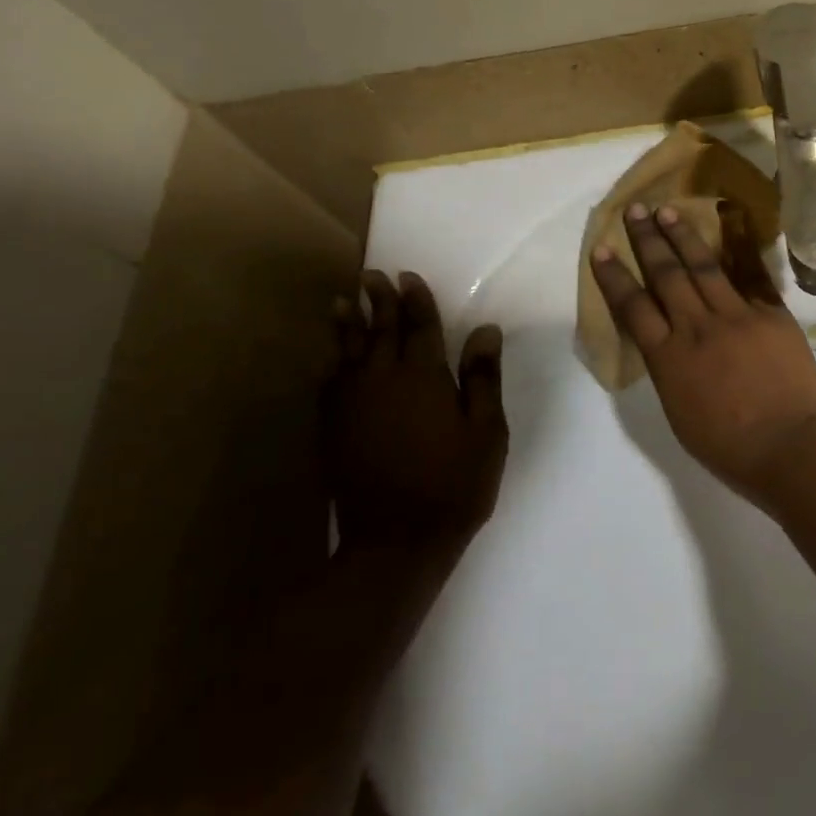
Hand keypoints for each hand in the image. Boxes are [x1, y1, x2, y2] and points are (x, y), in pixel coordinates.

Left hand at [324, 271, 507, 564]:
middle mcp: (382, 380)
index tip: (408, 275)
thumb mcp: (486, 430)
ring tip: (343, 301)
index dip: (416, 299)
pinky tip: (331, 355)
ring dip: (348, 324)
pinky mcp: (333, 428)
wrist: (397, 540)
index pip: (420, 326)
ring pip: (348, 352)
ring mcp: (352, 404)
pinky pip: (330, 382)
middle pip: (381, 331)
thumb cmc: (454, 482)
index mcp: (424, 377)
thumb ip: (482, 377)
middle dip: (380, 301)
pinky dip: (331, 361)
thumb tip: (485, 330)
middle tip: (373, 275)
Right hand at [590, 202, 815, 498]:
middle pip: (666, 275)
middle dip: (647, 240)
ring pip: (703, 266)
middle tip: (635, 210)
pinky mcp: (772, 314)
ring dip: (683, 236)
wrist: (792, 447)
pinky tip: (728, 228)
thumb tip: (669, 346)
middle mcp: (698, 327)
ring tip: (668, 210)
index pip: (633, 307)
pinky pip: (750, 276)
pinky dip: (737, 250)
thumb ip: (671, 372)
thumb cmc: (731, 448)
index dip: (614, 276)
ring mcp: (737, 315)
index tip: (602, 248)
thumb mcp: (680, 413)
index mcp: (669, 359)